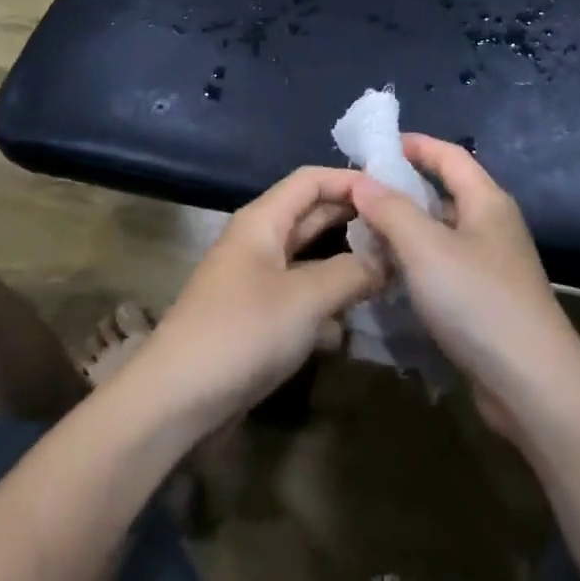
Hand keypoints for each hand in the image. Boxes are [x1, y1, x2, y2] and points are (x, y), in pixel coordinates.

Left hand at [131, 167, 385, 433]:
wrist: (176, 401)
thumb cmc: (241, 334)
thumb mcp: (306, 298)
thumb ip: (353, 272)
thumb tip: (389, 259)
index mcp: (262, 221)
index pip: (311, 180)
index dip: (350, 179)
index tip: (395, 192)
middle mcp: (259, 242)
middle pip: (312, 215)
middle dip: (355, 219)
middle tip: (403, 229)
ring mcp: (257, 280)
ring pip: (310, 256)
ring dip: (347, 260)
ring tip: (392, 266)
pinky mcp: (258, 316)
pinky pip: (302, 292)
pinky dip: (329, 296)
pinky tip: (357, 313)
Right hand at [351, 136, 579, 440]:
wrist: (532, 383)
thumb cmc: (478, 301)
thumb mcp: (425, 248)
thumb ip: (391, 210)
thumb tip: (362, 180)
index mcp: (486, 201)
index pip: (449, 156)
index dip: (414, 145)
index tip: (374, 146)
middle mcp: (492, 225)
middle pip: (444, 192)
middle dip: (401, 188)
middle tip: (358, 194)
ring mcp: (491, 264)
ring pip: (440, 232)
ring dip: (405, 228)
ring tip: (362, 232)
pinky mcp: (485, 299)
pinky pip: (443, 265)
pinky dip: (415, 261)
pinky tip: (388, 274)